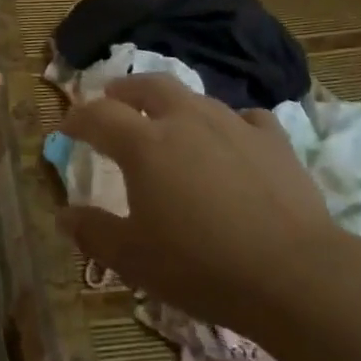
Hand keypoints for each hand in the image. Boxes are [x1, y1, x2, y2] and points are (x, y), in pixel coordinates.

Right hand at [59, 73, 335, 328]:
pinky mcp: (274, 141)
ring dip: (172, 104)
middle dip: (124, 90)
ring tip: (168, 120)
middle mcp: (186, 120)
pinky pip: (244, 118)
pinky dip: (228, 123)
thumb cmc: (201, 265)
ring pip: (195, 98)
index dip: (77, 118)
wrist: (296, 274)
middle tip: (113, 99)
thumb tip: (64, 216)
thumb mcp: (133, 258)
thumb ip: (93, 232)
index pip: (99, 116)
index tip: (66, 127)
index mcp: (144, 145)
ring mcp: (233, 125)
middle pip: (148, 86)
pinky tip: (230, 140)